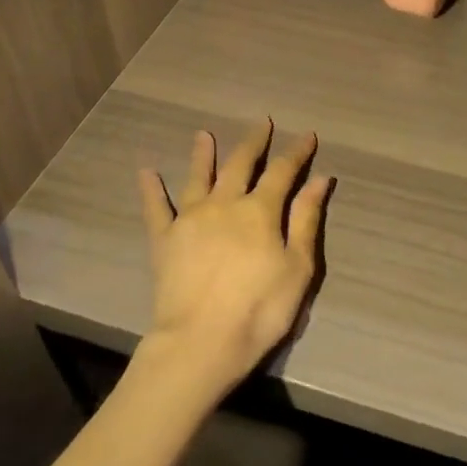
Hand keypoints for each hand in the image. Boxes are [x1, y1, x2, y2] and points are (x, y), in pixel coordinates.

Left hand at [136, 120, 329, 400]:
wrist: (200, 343)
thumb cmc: (260, 310)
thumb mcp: (298, 268)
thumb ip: (306, 220)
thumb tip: (320, 179)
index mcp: (260, 211)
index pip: (283, 171)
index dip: (296, 152)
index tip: (307, 135)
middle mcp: (224, 204)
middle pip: (240, 164)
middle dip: (253, 142)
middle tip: (260, 122)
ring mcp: (190, 220)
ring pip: (198, 177)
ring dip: (202, 154)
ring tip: (203, 134)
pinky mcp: (164, 240)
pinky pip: (155, 209)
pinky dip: (151, 189)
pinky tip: (146, 171)